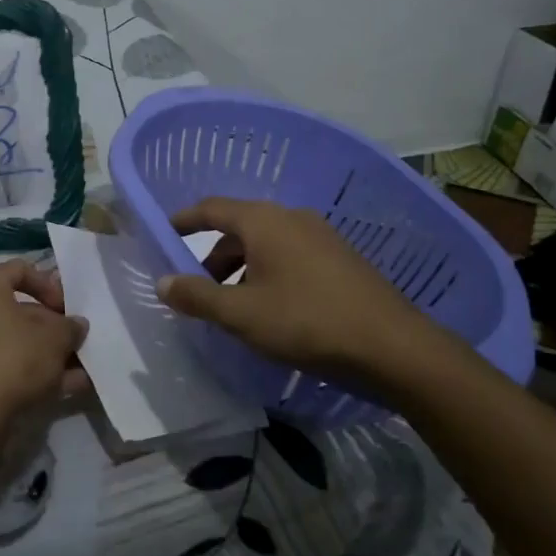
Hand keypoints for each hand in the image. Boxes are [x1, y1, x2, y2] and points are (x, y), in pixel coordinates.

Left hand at [0, 261, 88, 433]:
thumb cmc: (14, 359)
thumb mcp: (55, 339)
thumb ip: (70, 327)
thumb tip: (77, 325)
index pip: (21, 270)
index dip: (50, 285)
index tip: (67, 307)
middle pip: (19, 310)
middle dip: (52, 326)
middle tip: (75, 340)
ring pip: (15, 341)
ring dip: (48, 353)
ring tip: (81, 368)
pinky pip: (6, 365)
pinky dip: (33, 372)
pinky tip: (68, 388)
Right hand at [155, 196, 447, 385]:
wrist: (393, 346)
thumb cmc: (306, 322)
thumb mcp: (241, 314)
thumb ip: (197, 296)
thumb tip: (162, 282)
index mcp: (264, 221)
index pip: (212, 208)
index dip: (184, 220)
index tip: (164, 234)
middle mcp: (292, 218)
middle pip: (240, 228)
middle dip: (214, 257)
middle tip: (199, 290)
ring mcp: (321, 236)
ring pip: (267, 244)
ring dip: (242, 269)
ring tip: (235, 307)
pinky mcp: (340, 258)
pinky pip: (290, 256)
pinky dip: (269, 274)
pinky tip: (272, 310)